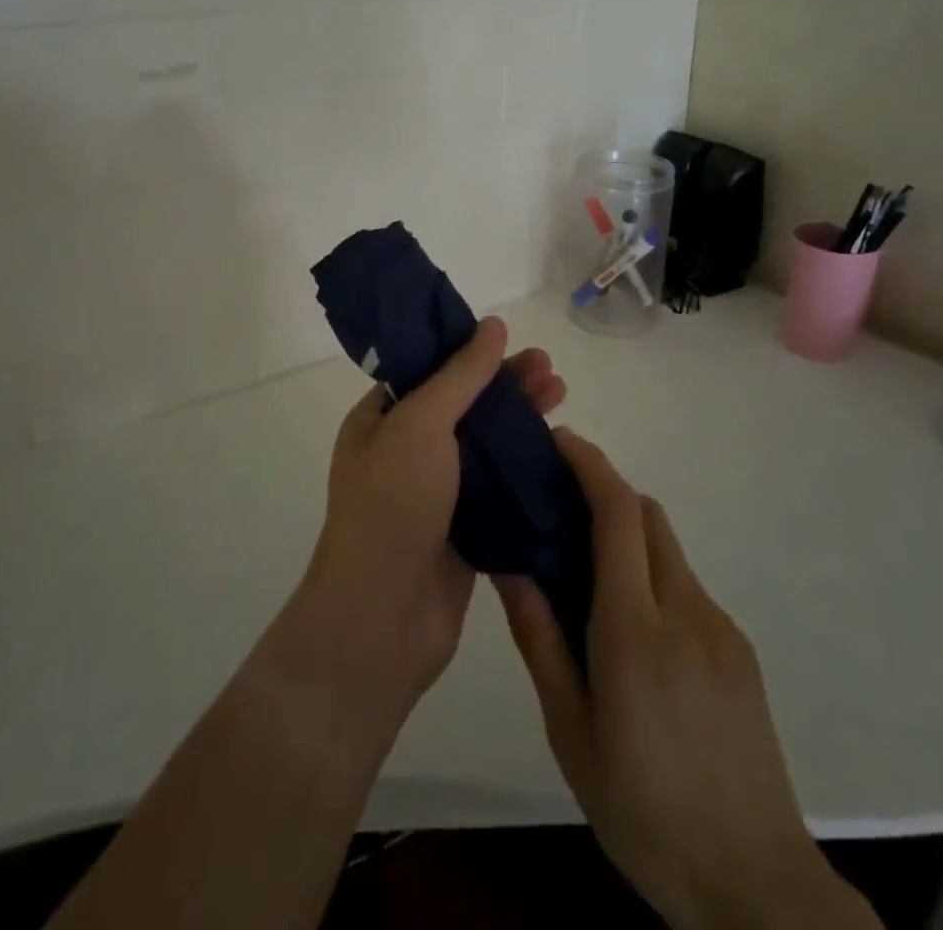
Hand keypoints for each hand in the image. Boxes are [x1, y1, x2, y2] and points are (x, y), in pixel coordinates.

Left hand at [289, 319, 566, 719]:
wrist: (382, 618)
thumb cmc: (392, 505)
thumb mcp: (420, 425)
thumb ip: (459, 376)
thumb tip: (492, 324)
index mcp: (381, 420)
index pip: (428, 371)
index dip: (468, 352)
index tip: (510, 339)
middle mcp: (405, 452)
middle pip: (463, 405)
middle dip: (506, 385)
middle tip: (551, 370)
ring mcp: (435, 494)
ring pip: (485, 446)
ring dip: (521, 422)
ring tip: (562, 398)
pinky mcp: (464, 531)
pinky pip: (498, 489)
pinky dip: (525, 469)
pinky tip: (559, 453)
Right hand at [496, 430, 877, 929]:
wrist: (754, 884)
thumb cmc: (644, 811)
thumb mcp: (571, 733)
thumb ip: (540, 640)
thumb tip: (510, 566)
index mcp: (635, 631)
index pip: (617, 514)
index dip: (590, 464)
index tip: (560, 440)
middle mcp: (685, 611)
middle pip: (647, 515)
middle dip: (604, 490)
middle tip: (558, 503)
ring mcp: (720, 628)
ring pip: (666, 548)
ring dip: (626, 535)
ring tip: (585, 573)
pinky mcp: (739, 648)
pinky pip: (685, 585)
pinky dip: (651, 575)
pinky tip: (631, 628)